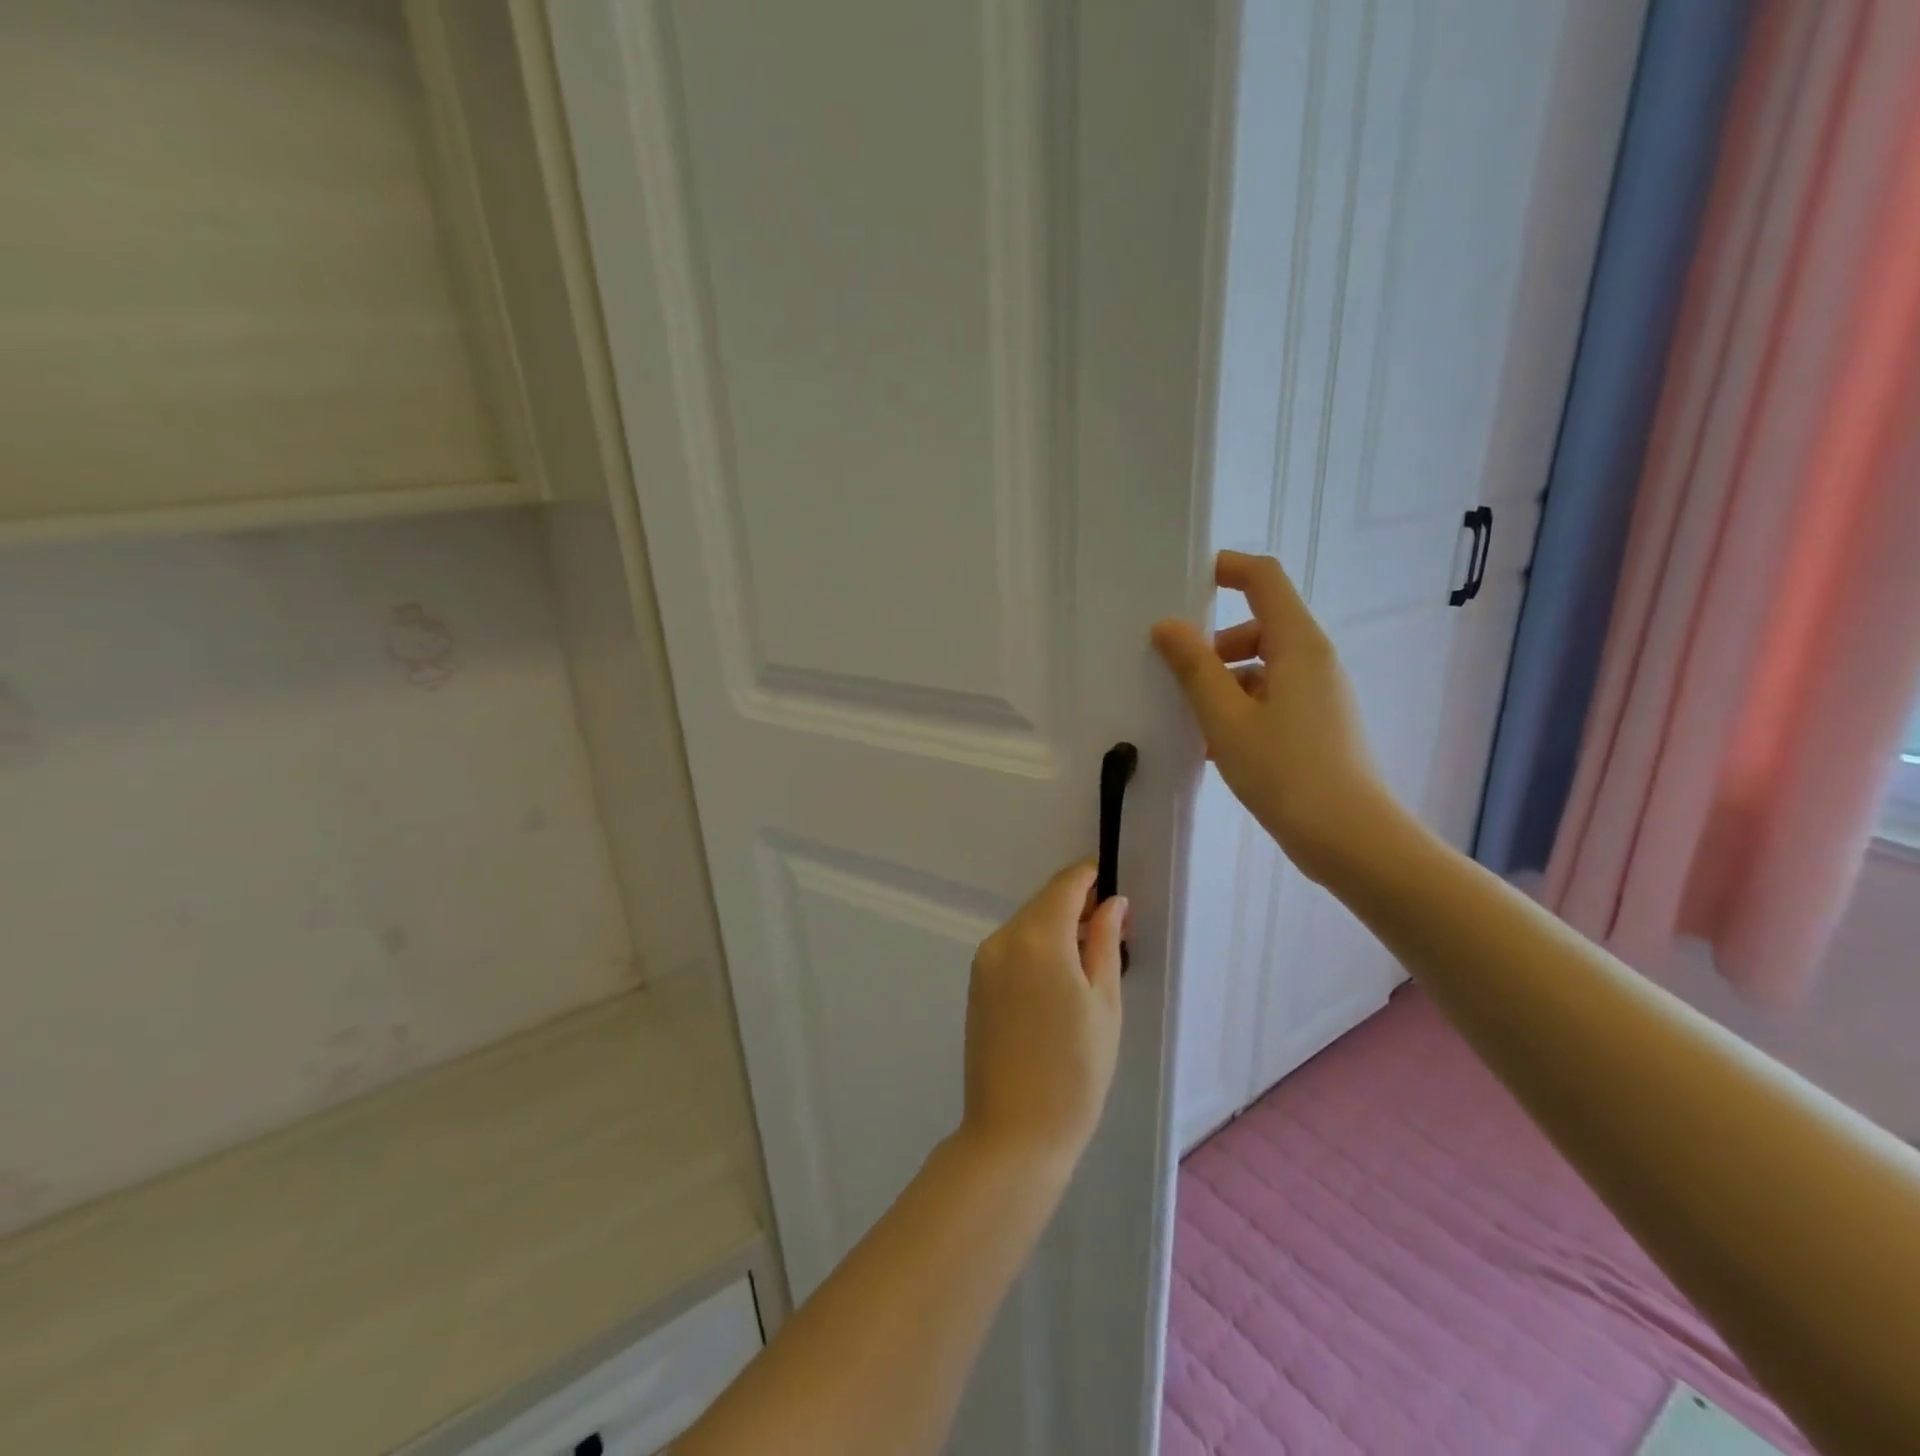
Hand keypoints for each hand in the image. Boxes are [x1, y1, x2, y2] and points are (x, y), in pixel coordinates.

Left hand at [960, 861, 1124, 1177]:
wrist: (1014, 1133)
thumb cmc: (1075, 1070)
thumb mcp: (1104, 1002)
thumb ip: (1105, 942)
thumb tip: (1112, 902)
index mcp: (1037, 937)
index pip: (1065, 885)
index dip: (1091, 876)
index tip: (1115, 885)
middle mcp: (1003, 939)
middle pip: (1044, 903)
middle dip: (1077, 905)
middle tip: (1114, 931)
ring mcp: (984, 962)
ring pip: (1027, 925)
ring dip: (1057, 928)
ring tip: (1092, 959)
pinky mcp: (977, 984)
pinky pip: (1012, 948)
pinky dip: (1038, 948)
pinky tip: (1059, 979)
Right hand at [1151, 550, 1394, 882]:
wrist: (1350, 838)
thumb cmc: (1285, 771)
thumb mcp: (1226, 718)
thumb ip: (1194, 668)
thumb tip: (1167, 626)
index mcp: (1297, 645)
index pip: (1264, 580)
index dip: (1227, 569)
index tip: (1187, 581)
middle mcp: (1314, 660)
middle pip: (1260, 626)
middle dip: (1216, 643)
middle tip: (1177, 674)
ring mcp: (1321, 694)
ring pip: (1264, 667)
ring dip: (1224, 682)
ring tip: (1193, 723)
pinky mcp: (1319, 725)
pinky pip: (1273, 698)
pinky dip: (1242, 709)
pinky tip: (1216, 748)